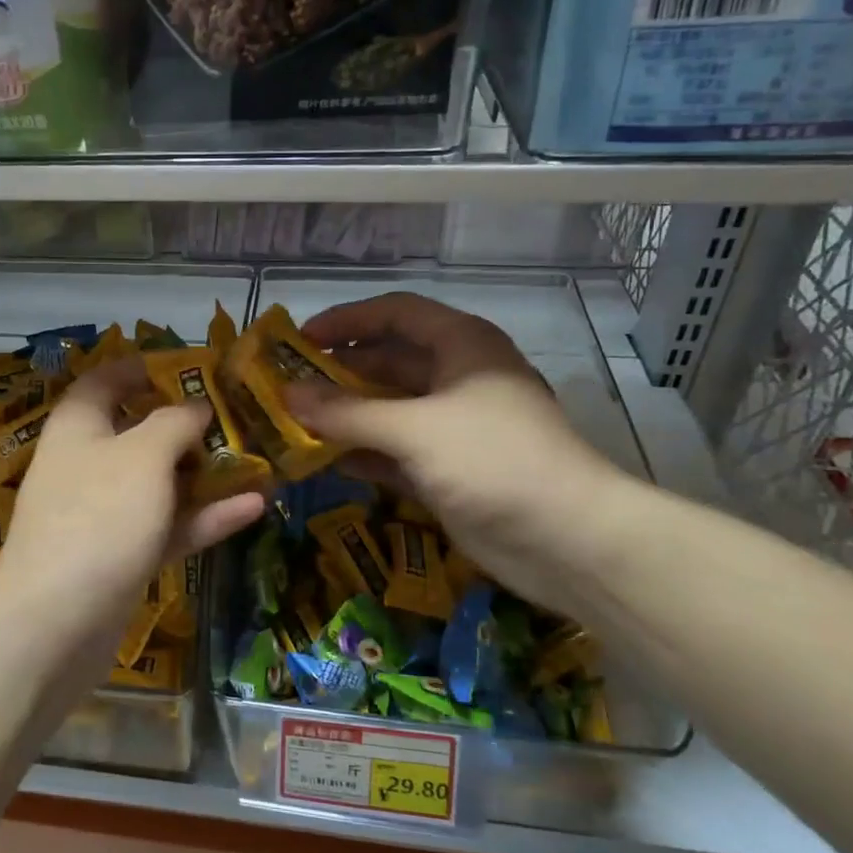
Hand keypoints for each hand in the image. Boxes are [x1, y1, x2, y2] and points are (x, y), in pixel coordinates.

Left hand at [0, 359, 264, 633]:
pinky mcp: (122, 556)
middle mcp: (88, 464)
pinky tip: (255, 506)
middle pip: (139, 432)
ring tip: (257, 461)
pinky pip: (168, 526)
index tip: (190, 367)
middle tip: (238, 417)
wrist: (54, 625)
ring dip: (205, 473)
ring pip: (160, 483)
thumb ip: (174, 423)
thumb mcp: (143, 455)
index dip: (143, 369)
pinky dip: (205, 517)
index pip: (105, 381)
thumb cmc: (99, 517)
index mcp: (79, 426)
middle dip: (187, 424)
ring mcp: (105, 514)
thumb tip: (195, 406)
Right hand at [286, 293, 626, 608]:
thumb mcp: (415, 429)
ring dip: (345, 415)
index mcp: (461, 345)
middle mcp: (457, 378)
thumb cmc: (493, 460)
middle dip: (338, 372)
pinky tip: (324, 461)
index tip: (300, 338)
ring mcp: (453, 426)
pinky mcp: (448, 469)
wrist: (567, 540)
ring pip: (388, 409)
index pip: (395, 313)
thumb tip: (286, 394)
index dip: (347, 320)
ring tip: (293, 423)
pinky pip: (394, 451)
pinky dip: (363, 453)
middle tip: (285, 386)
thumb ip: (347, 412)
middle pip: (387, 361)